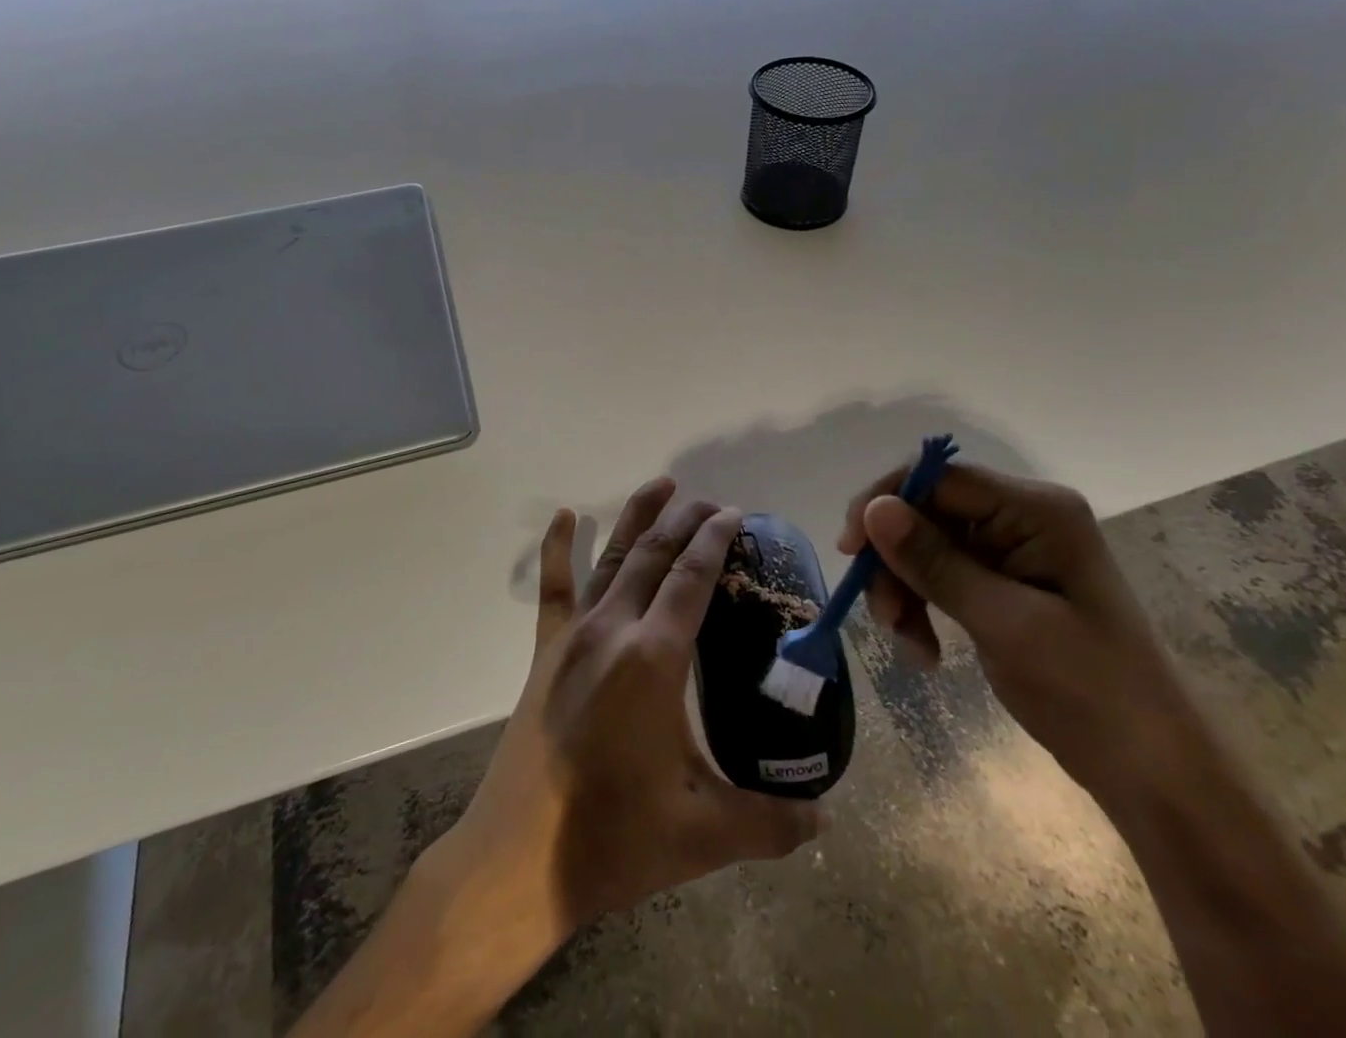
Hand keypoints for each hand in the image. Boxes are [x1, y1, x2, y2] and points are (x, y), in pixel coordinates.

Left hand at [443, 478, 824, 940]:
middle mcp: (614, 629)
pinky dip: (557, 547)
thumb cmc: (614, 839)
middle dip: (686, 520)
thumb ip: (772, 823)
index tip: (734, 514)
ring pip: (611, 558)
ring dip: (638, 517)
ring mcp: (574, 636)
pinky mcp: (545, 652)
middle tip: (712, 502)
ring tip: (662, 485)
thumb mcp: (704, 834)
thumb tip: (827, 820)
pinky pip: (553, 588)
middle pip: (654, 554)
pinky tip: (563, 515)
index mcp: (655, 658)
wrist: (517, 861)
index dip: (715, 540)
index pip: (692, 578)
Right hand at [839, 461, 1203, 809]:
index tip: (850, 548)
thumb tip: (874, 509)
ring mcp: (1012, 549)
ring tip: (906, 642)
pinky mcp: (1002, 582)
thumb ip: (936, 563)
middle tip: (882, 615)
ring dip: (904, 589)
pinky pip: (940, 575)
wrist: (1152, 772)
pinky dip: (921, 607)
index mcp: (1037, 510)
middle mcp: (1022, 517)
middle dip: (895, 561)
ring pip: (925, 545)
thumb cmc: (1092, 693)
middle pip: (927, 513)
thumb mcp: (1006, 625)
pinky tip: (923, 651)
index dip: (887, 502)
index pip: (940, 479)